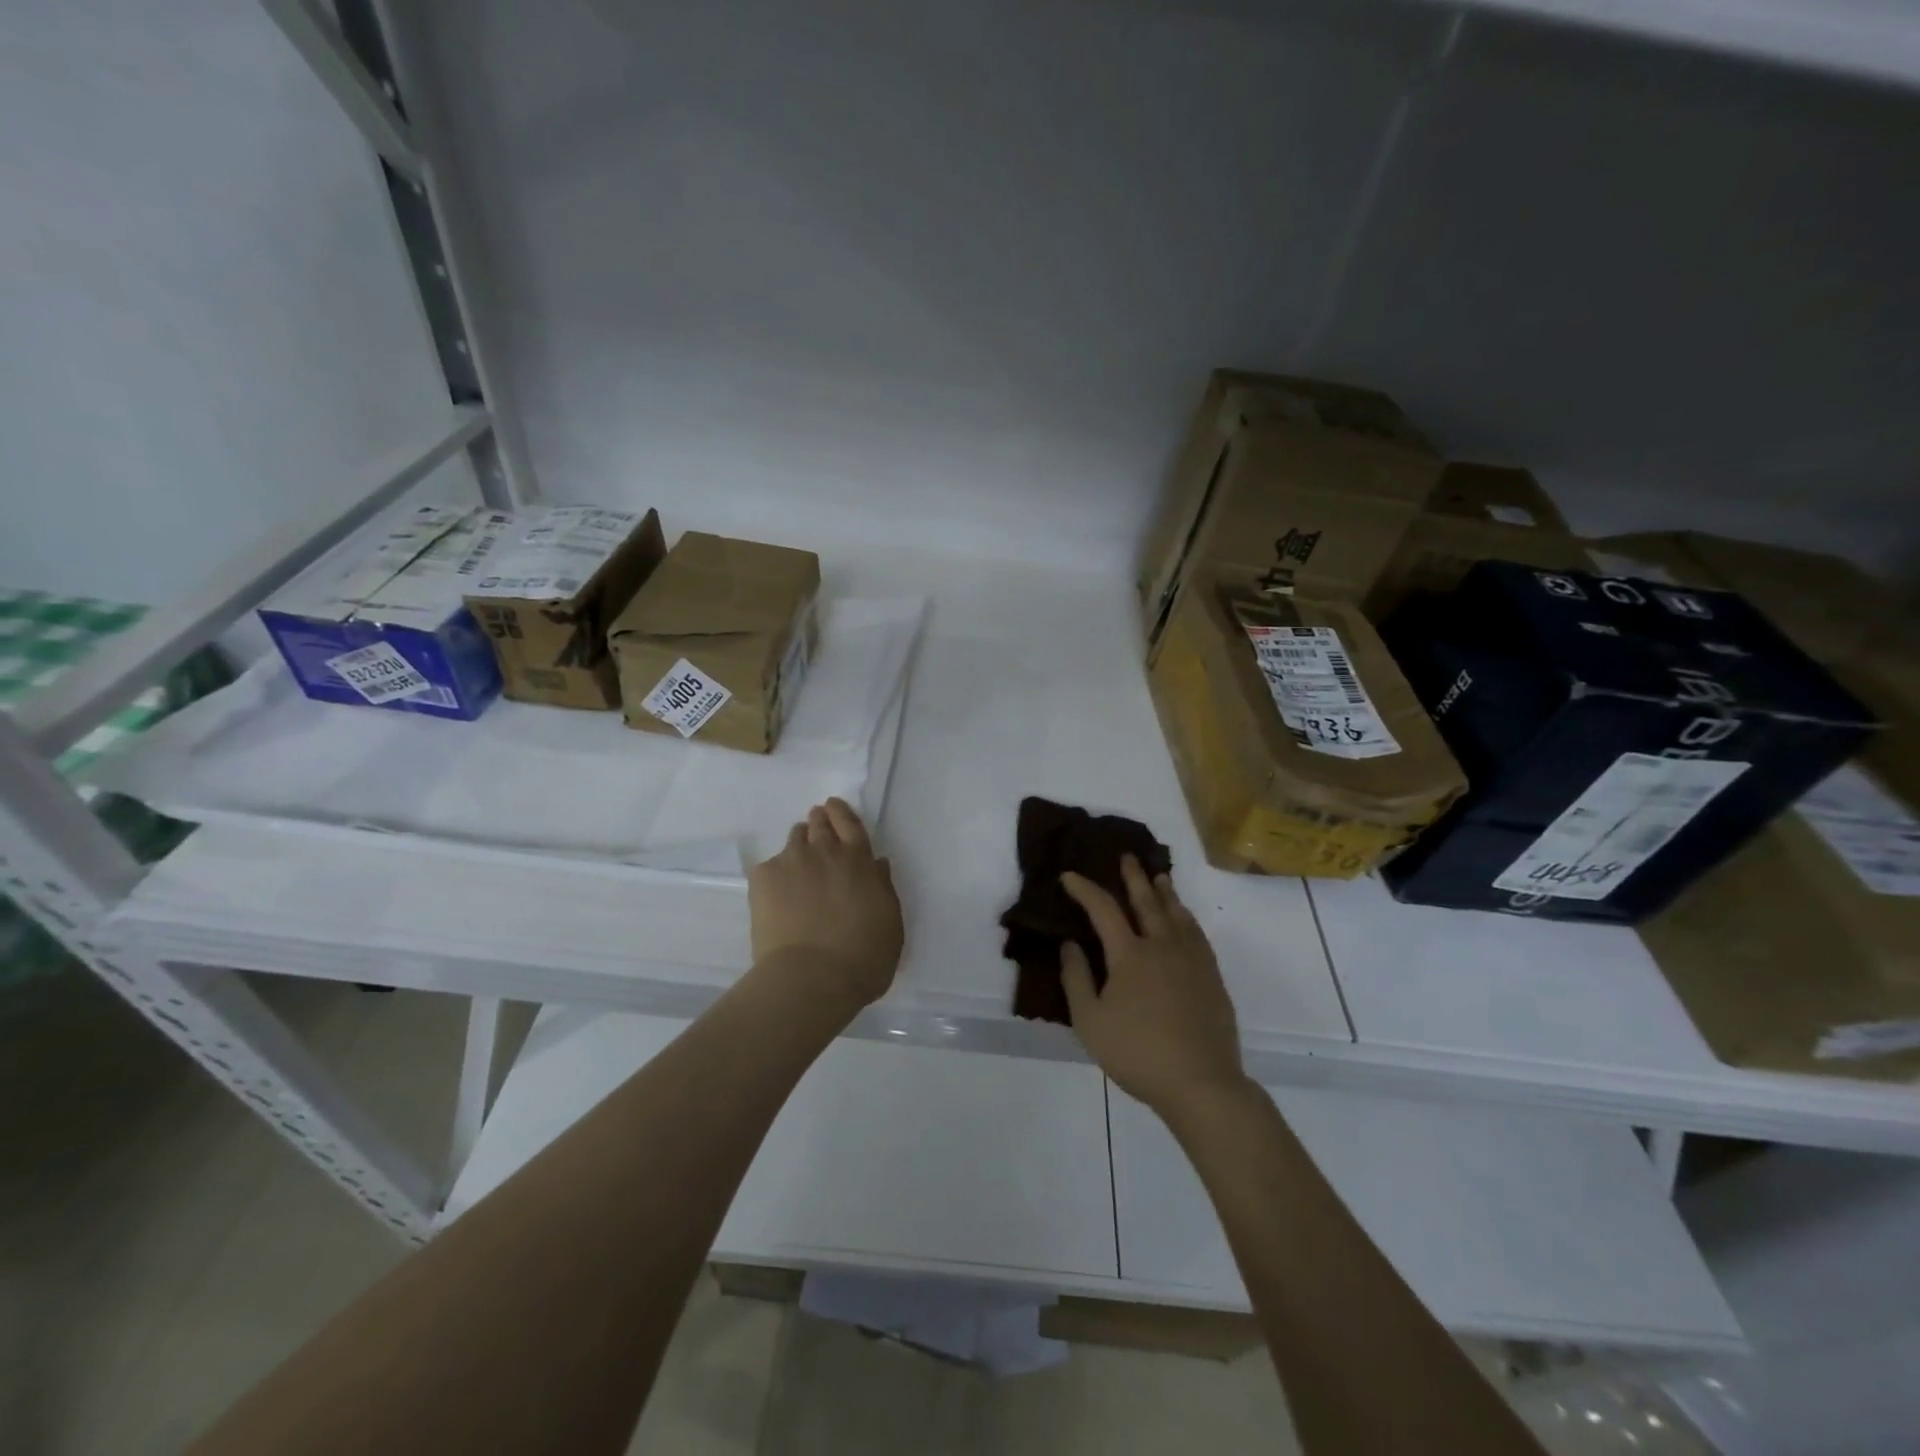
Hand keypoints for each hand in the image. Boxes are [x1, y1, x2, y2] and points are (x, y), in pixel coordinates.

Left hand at [748, 798, 903, 1011]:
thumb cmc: (864, 956)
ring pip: (794, 839)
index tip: (833, 806)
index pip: (850, 823)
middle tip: (816, 825)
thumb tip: (876, 865)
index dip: (841, 812)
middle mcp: (825, 851)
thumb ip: (883, 888)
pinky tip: (776, 895)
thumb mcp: (890, 922)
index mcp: (859, 860)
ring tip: (797, 861)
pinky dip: (776, 874)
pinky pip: (770, 866)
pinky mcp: (763, 877)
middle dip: (819, 821)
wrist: (812, 978)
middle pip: (819, 823)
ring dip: (799, 843)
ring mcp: (791, 861)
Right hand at [1060, 857, 1246, 1117]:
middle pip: (1146, 901)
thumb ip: (1077, 979)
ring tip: (1158, 876)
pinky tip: (1185, 919)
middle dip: (1133, 877)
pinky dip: (1187, 917)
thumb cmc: (1138, 1053)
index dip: (1084, 889)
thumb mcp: (1090, 1022)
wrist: (1201, 1082)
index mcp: (1129, 954)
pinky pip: (1197, 934)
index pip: (1103, 909)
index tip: (1069, 876)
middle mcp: (1162, 945)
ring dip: (1164, 891)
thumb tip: (1070, 943)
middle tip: (1127, 857)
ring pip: (1176, 913)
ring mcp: (1191, 959)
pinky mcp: (1211, 976)